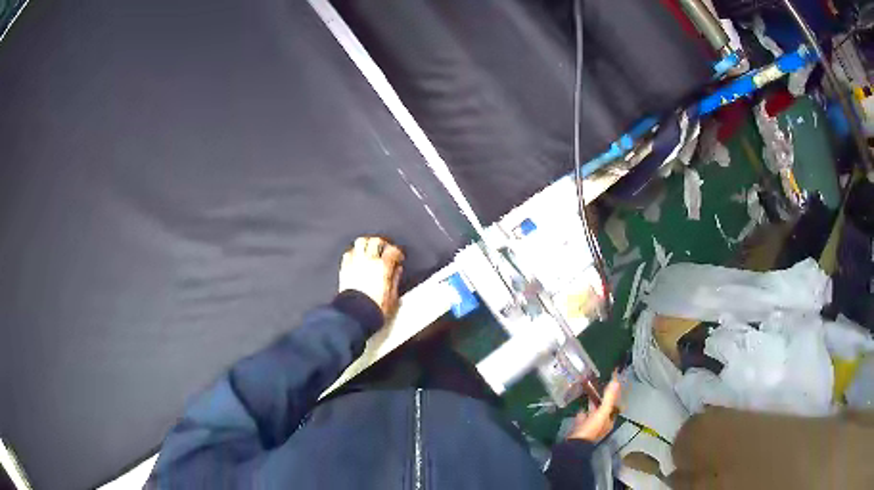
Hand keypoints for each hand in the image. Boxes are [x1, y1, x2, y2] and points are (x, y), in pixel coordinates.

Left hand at [339, 236, 404, 317]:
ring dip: (367, 244)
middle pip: (375, 241)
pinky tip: (357, 258)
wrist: (355, 315)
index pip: (392, 250)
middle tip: (385, 248)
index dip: (397, 252)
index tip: (399, 257)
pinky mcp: (344, 269)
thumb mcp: (392, 297)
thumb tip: (397, 270)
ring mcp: (355, 263)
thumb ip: (395, 280)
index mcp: (382, 267)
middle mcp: (368, 261)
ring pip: (360, 242)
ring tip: (370, 249)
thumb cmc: (374, 308)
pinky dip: (354, 252)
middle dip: (382, 243)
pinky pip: (348, 253)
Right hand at [567, 375, 620, 442]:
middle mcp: (601, 423)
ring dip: (592, 403)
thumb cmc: (591, 429)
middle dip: (603, 397)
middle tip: (600, 384)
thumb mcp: (601, 413)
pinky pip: (583, 417)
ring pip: (593, 412)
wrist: (574, 445)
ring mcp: (590, 426)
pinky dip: (582, 411)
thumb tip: (616, 382)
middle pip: (604, 408)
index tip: (612, 382)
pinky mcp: (580, 428)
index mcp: (609, 420)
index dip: (614, 394)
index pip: (614, 404)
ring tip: (589, 392)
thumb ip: (609, 398)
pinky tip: (579, 406)